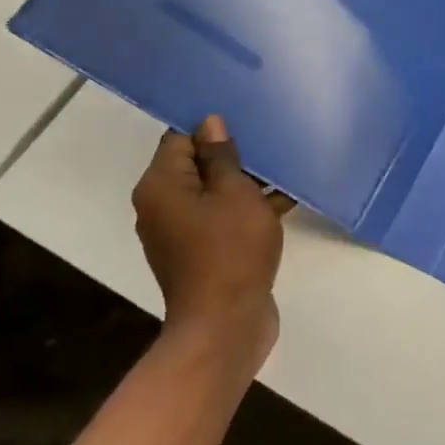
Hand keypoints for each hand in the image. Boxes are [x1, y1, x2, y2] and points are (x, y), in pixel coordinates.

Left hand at [132, 115, 282, 366]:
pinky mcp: (200, 253)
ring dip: (244, 183)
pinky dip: (246, 209)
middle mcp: (161, 207)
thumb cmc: (230, 250)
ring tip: (283, 168)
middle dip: (232, 154)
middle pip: (195, 166)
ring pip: (212, 193)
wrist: (225, 324)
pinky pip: (221, 218)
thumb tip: (210, 125)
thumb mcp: (234, 194)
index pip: (179, 139)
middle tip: (269, 140)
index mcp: (161, 187)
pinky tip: (284, 202)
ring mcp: (180, 233)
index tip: (245, 120)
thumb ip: (222, 158)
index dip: (210, 128)